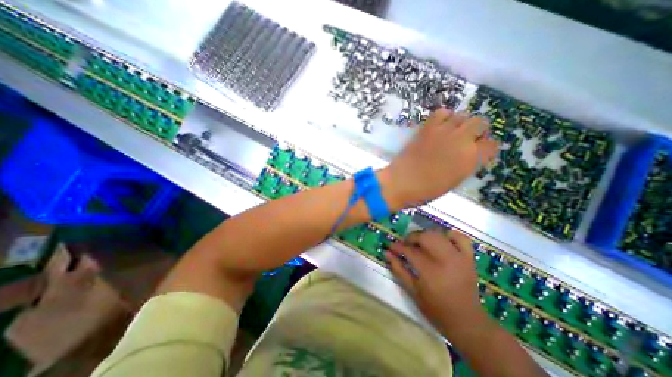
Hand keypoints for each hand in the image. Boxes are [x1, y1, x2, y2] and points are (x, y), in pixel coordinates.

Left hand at [381, 109, 495, 206]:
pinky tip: (440, 126)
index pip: (492, 145)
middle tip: (467, 140)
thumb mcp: (454, 181)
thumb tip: (470, 155)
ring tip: (452, 132)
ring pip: (463, 115)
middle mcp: (461, 140)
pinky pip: (441, 112)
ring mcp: (444, 131)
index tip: (480, 152)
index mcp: (471, 158)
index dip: (486, 148)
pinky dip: (444, 117)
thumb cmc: (426, 189)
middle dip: (477, 131)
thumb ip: (466, 165)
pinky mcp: (427, 128)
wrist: (401, 182)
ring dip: (461, 123)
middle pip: (481, 122)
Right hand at [386, 228, 485, 336]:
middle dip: (411, 237)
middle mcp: (444, 259)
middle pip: (424, 236)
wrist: (467, 321)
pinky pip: (460, 237)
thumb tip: (387, 253)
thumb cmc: (436, 308)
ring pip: (438, 234)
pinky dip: (449, 235)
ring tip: (420, 243)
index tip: (390, 247)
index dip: (397, 246)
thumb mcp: (412, 291)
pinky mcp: (469, 257)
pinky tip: (442, 240)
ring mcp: (459, 257)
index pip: (409, 250)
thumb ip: (398, 269)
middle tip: (405, 245)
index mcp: (429, 271)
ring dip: (426, 235)